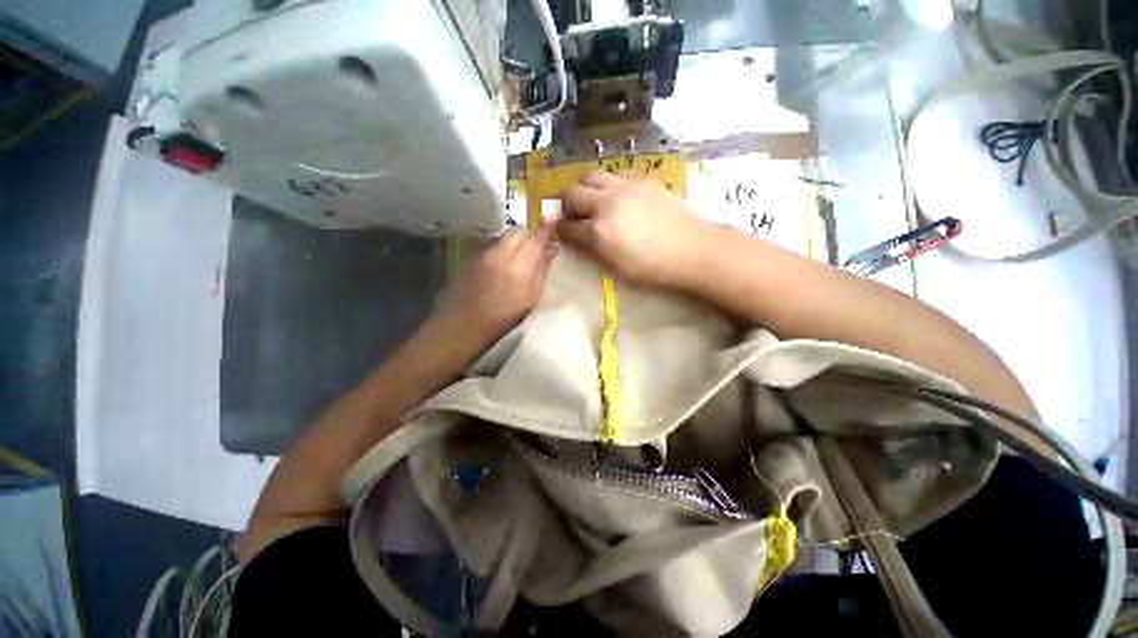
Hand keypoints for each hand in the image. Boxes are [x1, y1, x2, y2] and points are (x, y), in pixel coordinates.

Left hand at [434, 227, 554, 345]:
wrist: (462, 324)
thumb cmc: (503, 318)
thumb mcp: (531, 298)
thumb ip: (542, 270)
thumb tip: (552, 249)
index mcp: (519, 264)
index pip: (536, 236)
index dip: (546, 232)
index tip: (553, 235)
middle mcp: (500, 252)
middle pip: (519, 230)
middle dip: (530, 234)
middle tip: (536, 248)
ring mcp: (484, 252)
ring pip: (505, 235)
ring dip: (515, 241)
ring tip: (519, 257)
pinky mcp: (472, 255)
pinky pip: (493, 244)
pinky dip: (502, 248)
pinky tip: (502, 265)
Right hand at [555, 171, 711, 287]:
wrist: (692, 249)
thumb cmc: (653, 268)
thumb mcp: (616, 268)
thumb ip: (591, 251)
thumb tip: (574, 238)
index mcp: (599, 231)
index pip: (567, 226)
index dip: (560, 230)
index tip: (561, 231)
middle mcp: (607, 203)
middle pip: (571, 192)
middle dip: (567, 204)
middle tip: (575, 215)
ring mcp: (625, 186)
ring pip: (590, 175)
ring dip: (585, 188)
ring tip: (594, 200)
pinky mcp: (642, 179)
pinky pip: (615, 172)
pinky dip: (608, 182)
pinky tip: (617, 195)